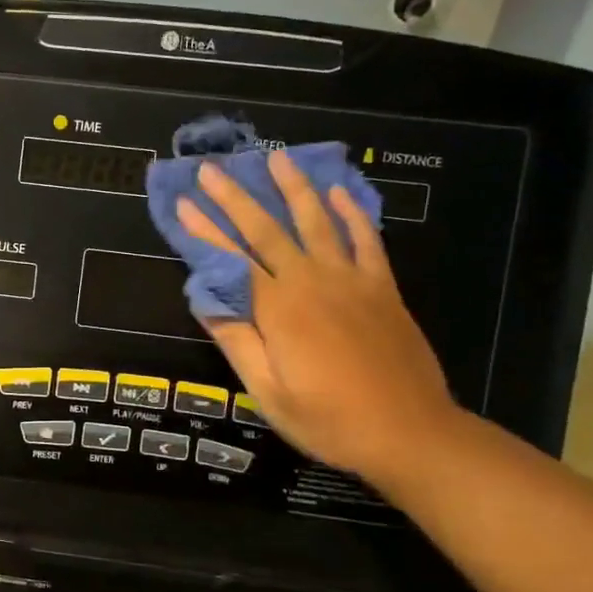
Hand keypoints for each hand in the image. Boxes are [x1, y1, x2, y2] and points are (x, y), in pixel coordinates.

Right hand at [177, 151, 460, 487]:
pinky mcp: (382, 288)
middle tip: (211, 169)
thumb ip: (236, 340)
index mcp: (278, 309)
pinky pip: (366, 240)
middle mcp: (311, 282)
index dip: (203, 231)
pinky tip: (339, 192)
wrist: (410, 433)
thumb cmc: (329, 420)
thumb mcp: (268, 392)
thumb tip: (205, 298)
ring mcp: (351, 281)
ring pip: (316, 222)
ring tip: (276, 158)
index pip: (230, 260)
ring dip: (293, 188)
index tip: (182, 203)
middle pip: (266, 230)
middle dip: (234, 198)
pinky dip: (352, 213)